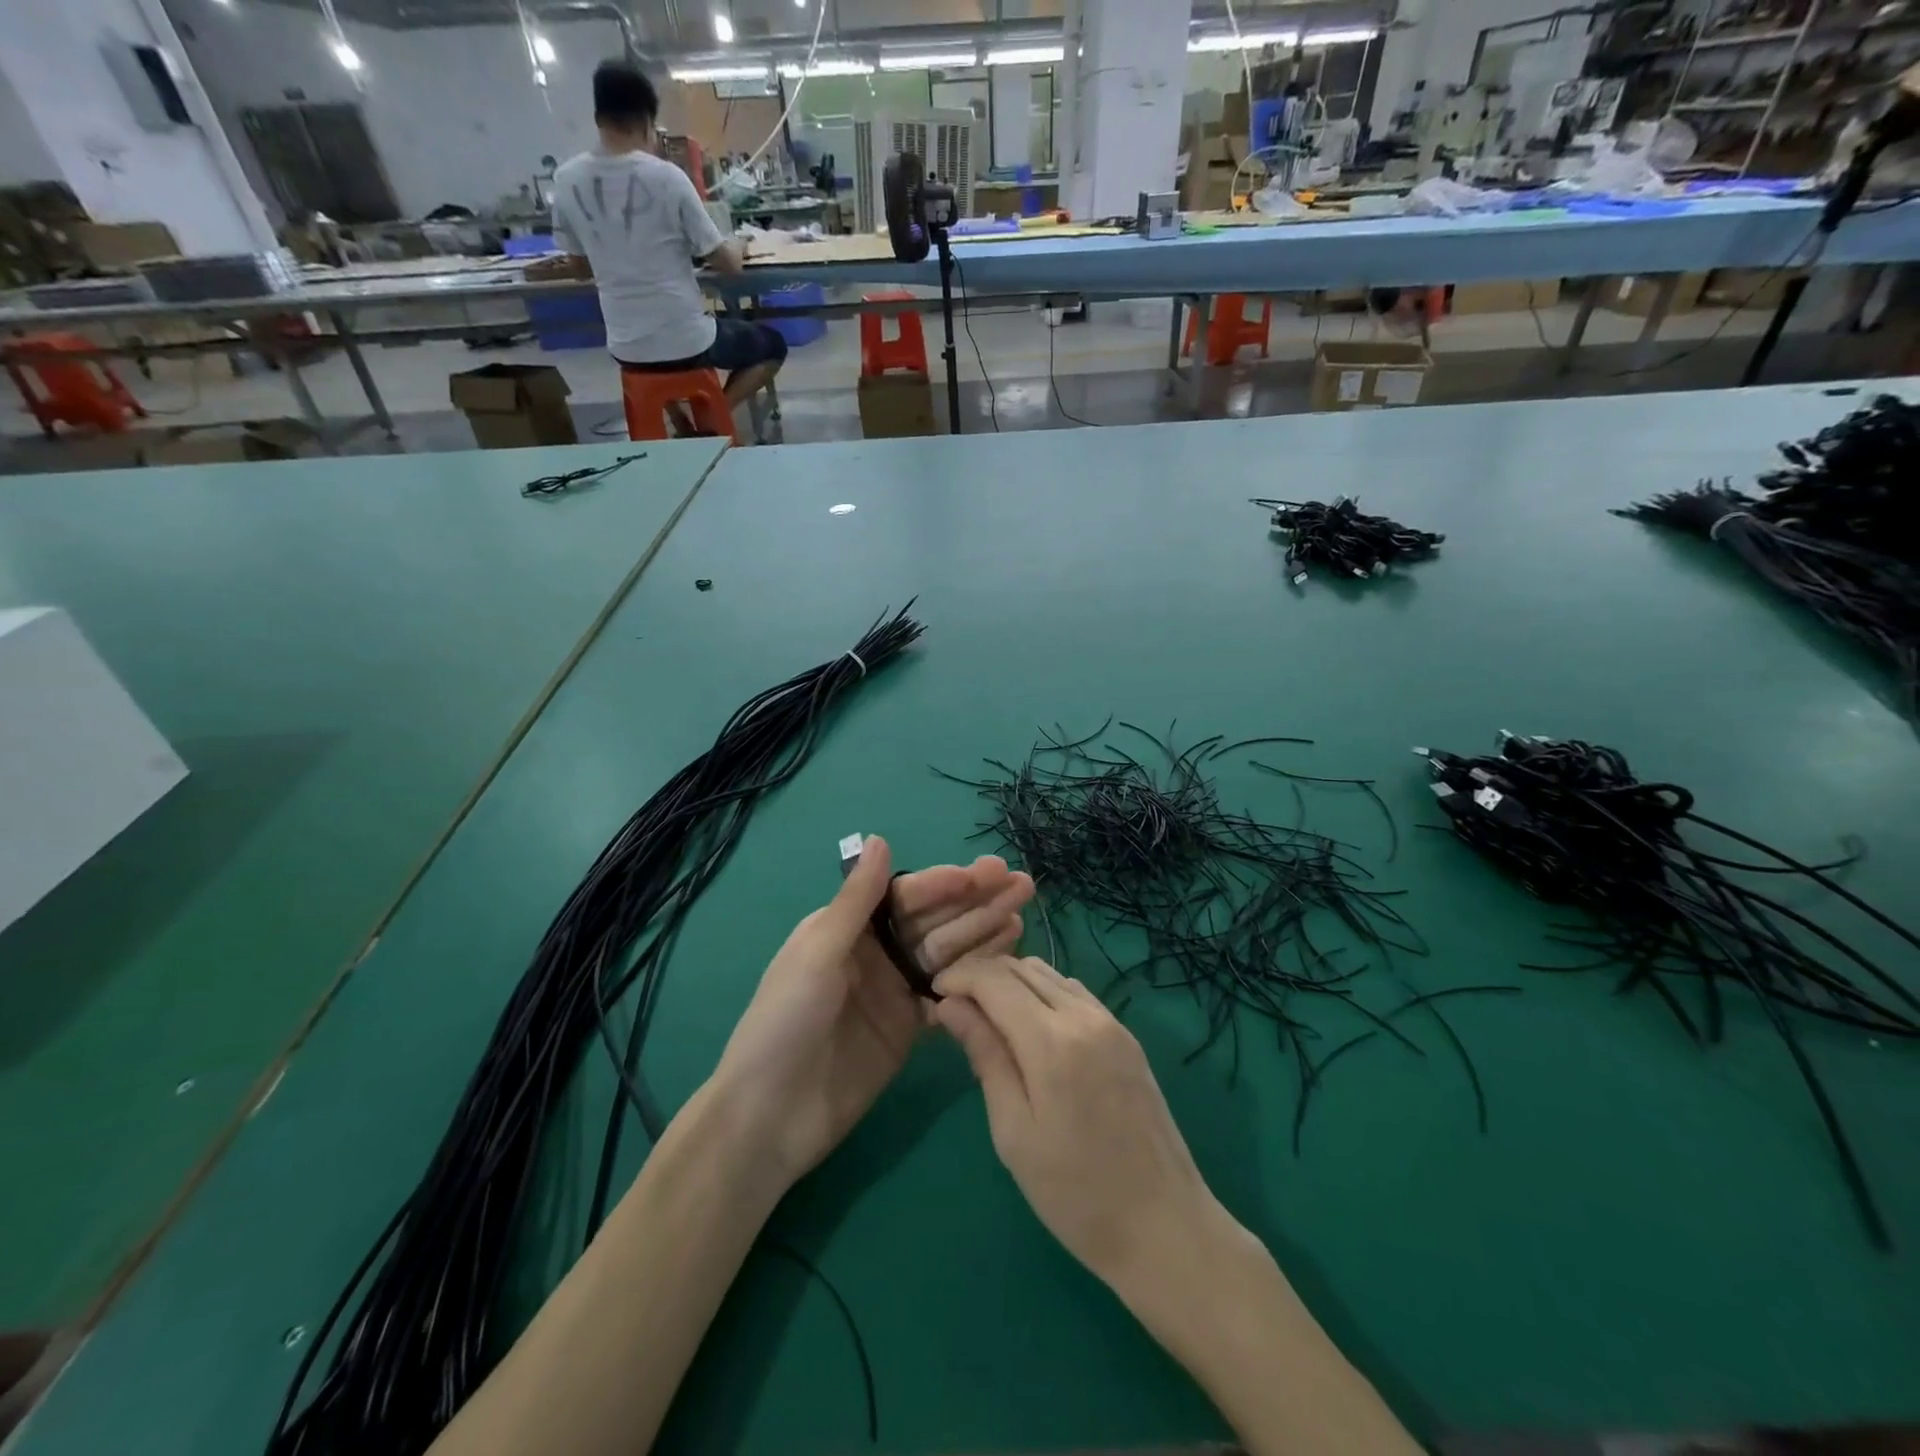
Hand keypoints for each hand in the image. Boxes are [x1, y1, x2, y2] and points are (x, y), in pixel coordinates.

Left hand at [710, 836, 1032, 1186]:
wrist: (771, 1115)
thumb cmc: (785, 1021)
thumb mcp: (818, 952)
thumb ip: (855, 899)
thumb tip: (878, 838)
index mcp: (848, 927)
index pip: (906, 896)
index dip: (946, 883)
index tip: (986, 873)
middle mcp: (875, 952)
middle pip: (934, 920)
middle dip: (976, 901)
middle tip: (1022, 884)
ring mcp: (895, 990)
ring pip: (948, 952)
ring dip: (984, 932)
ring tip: (1022, 914)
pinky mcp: (910, 1027)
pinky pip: (949, 992)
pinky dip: (977, 976)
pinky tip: (1008, 960)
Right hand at [931, 955, 1218, 1291]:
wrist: (1165, 1226)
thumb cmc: (1075, 1194)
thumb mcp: (1014, 1131)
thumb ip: (985, 1056)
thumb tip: (951, 1005)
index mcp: (1052, 1040)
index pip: (994, 980)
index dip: (958, 977)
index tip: (932, 994)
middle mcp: (1084, 1015)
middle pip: (1021, 968)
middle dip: (981, 975)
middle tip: (953, 1006)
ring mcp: (1111, 1022)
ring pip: (1049, 974)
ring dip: (1012, 981)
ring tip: (986, 1015)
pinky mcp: (1126, 1036)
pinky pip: (1074, 993)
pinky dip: (1042, 993)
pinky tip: (1029, 1026)